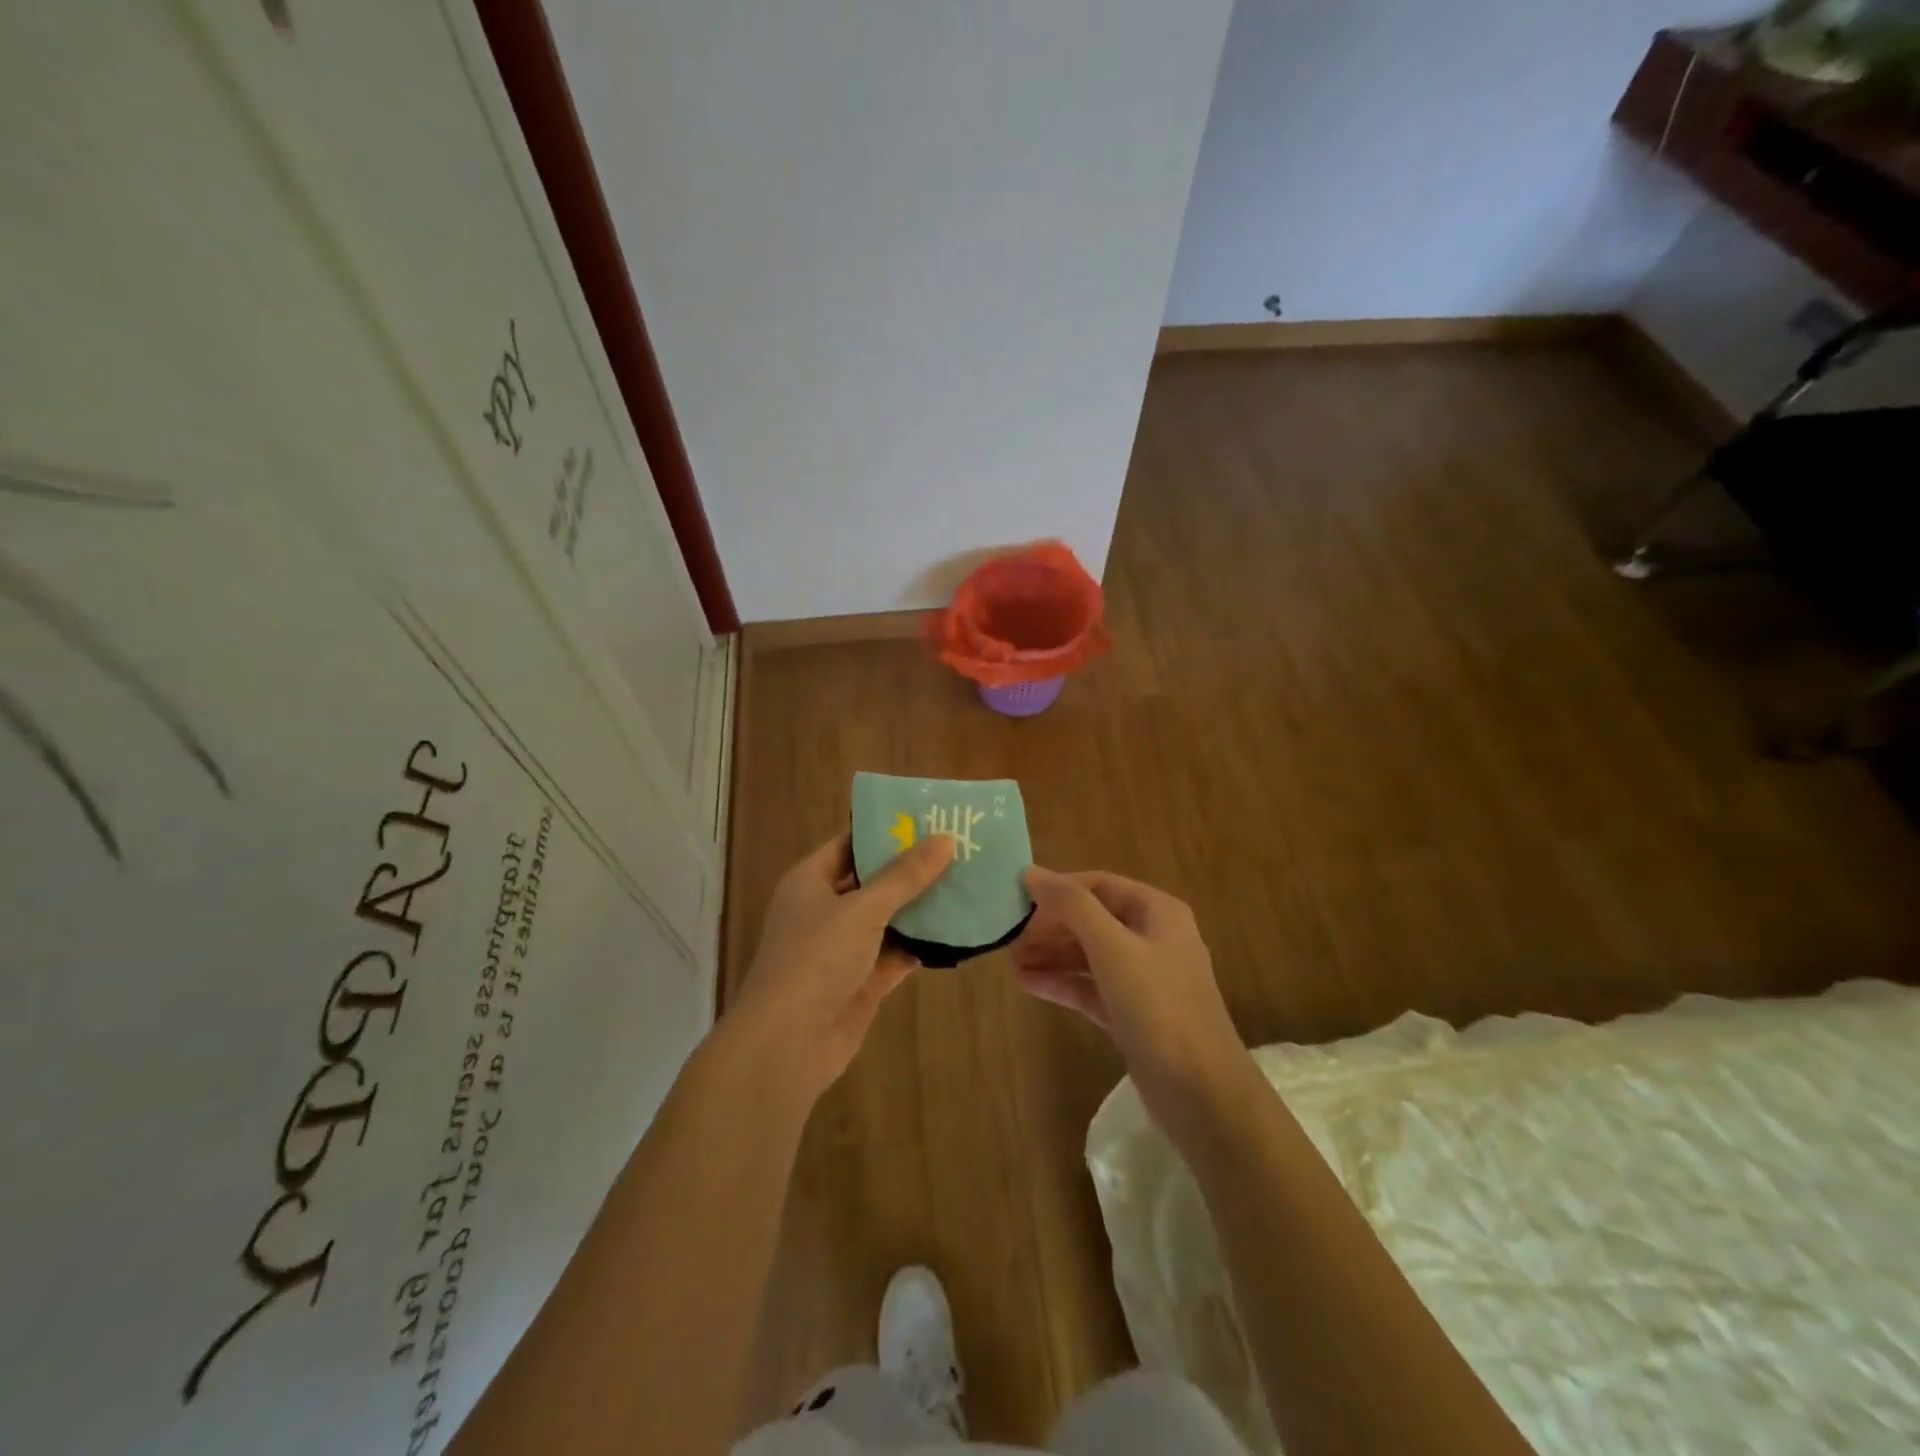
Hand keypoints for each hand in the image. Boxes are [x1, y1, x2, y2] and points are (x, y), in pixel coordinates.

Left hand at [727, 832, 954, 1102]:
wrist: (788, 1044)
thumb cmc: (816, 959)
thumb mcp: (862, 909)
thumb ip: (904, 876)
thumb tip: (944, 839)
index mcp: (810, 882)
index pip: (850, 844)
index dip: (885, 831)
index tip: (928, 819)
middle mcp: (825, 910)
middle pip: (873, 881)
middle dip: (911, 869)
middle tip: (959, 848)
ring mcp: (843, 948)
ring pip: (888, 919)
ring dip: (921, 907)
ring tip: (967, 882)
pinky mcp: (862, 981)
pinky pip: (896, 953)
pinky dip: (921, 944)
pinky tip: (957, 930)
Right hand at [1012, 868, 1248, 1124]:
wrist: (1202, 1093)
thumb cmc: (1158, 1006)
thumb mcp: (1112, 947)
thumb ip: (1072, 906)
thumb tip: (1032, 873)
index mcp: (1157, 912)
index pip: (1099, 885)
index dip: (1058, 888)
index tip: (1017, 898)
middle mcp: (1153, 938)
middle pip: (1093, 919)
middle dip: (1051, 925)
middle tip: (1009, 935)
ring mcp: (1144, 979)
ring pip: (1089, 955)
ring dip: (1051, 954)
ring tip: (1010, 959)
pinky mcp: (1133, 1014)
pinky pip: (1091, 987)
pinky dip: (1062, 983)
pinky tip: (1027, 983)